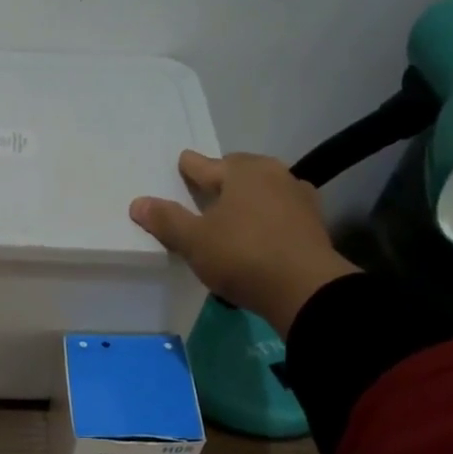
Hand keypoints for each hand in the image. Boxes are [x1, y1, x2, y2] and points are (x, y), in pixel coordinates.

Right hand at [130, 150, 358, 334]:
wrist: (306, 289)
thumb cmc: (243, 255)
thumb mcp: (194, 241)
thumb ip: (167, 220)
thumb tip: (138, 203)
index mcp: (242, 171)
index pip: (206, 164)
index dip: (189, 167)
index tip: (183, 164)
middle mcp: (273, 174)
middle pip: (239, 171)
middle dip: (222, 178)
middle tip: (206, 192)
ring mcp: (298, 197)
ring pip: (264, 189)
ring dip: (248, 197)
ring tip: (233, 213)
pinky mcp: (314, 223)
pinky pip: (282, 211)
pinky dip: (268, 216)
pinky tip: (261, 231)